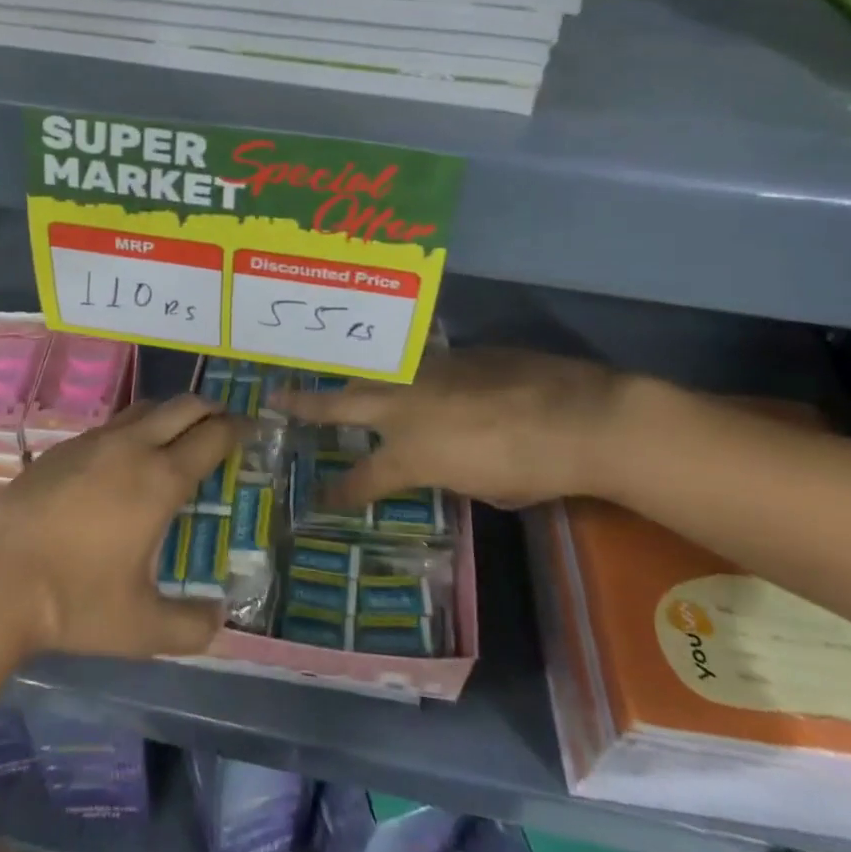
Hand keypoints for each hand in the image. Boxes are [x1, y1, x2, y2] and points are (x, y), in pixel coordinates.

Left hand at [0, 396, 240, 659]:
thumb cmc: (74, 603)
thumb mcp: (141, 628)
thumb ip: (190, 626)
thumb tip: (219, 618)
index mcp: (160, 480)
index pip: (212, 437)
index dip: (238, 429)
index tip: (252, 429)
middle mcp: (132, 448)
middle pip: (183, 407)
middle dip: (211, 410)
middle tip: (224, 425)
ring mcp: (93, 442)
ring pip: (145, 408)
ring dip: (171, 413)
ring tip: (178, 435)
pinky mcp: (62, 448)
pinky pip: (112, 424)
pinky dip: (134, 428)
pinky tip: (125, 458)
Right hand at [273, 348, 634, 510]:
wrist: (574, 415)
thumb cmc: (529, 468)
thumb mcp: (482, 490)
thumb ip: (449, 476)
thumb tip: (447, 466)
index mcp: (409, 451)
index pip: (361, 477)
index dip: (339, 491)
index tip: (318, 498)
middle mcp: (404, 405)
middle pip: (341, 404)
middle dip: (305, 404)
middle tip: (276, 397)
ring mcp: (424, 372)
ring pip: (373, 374)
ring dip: (350, 381)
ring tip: (331, 380)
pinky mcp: (452, 353)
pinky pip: (412, 361)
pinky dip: (399, 370)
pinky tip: (401, 370)